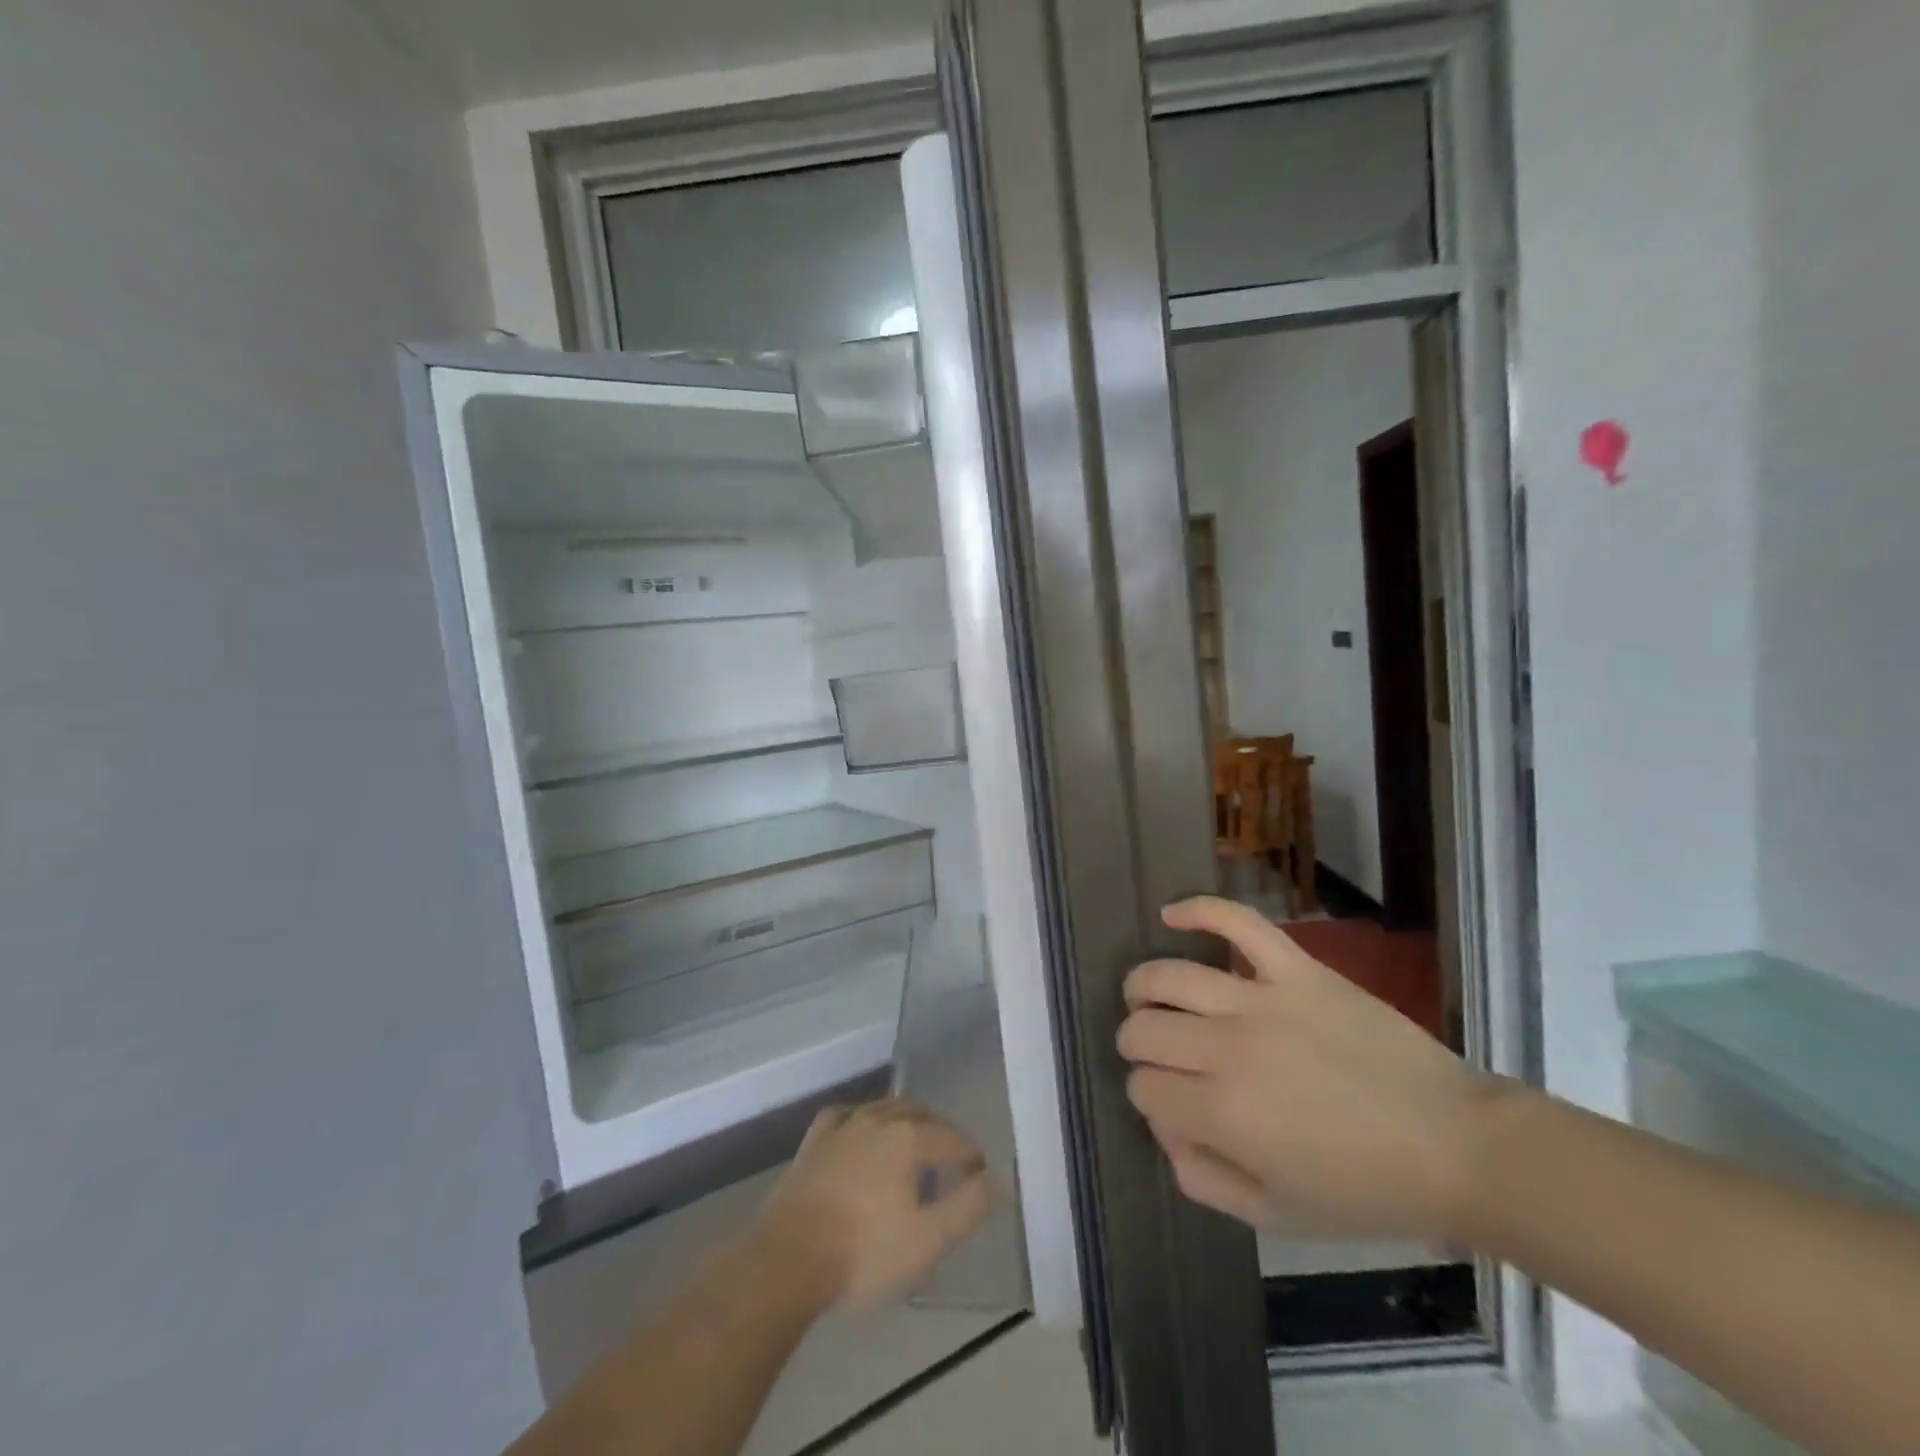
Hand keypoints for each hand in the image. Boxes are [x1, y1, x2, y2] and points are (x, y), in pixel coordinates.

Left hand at [755, 1099, 994, 1311]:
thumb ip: (968, 1207)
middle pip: (920, 1114)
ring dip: (905, 1122)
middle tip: (950, 1160)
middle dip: (940, 1132)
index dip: (971, 1155)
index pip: (953, 1138)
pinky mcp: (814, 1140)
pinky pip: (845, 1116)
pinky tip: (860, 1132)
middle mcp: (879, 1118)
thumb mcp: (928, 1240)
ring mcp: (843, 1125)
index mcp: (910, 1137)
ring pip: (884, 1108)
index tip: (979, 1175)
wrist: (789, 1259)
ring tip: (912, 1146)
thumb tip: (995, 1181)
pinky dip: (862, 1120)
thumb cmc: (864, 1252)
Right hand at [1117, 896, 1503, 1241]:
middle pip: (1144, 1029)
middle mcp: (1229, 1050)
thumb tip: (1165, 1128)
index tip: (1170, 1104)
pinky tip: (1171, 913)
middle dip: (1135, 1043)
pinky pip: (1238, 923)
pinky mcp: (1297, 969)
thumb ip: (1203, 1178)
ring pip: (1170, 976)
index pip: (1144, 1087)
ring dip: (1144, 986)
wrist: (1457, 1146)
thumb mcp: (1277, 1216)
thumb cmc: (1368, 1190)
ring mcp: (1263, 1000)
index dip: (1146, 1096)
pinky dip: (1198, 910)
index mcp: (1224, 1115)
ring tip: (1145, 995)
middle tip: (1156, 1054)